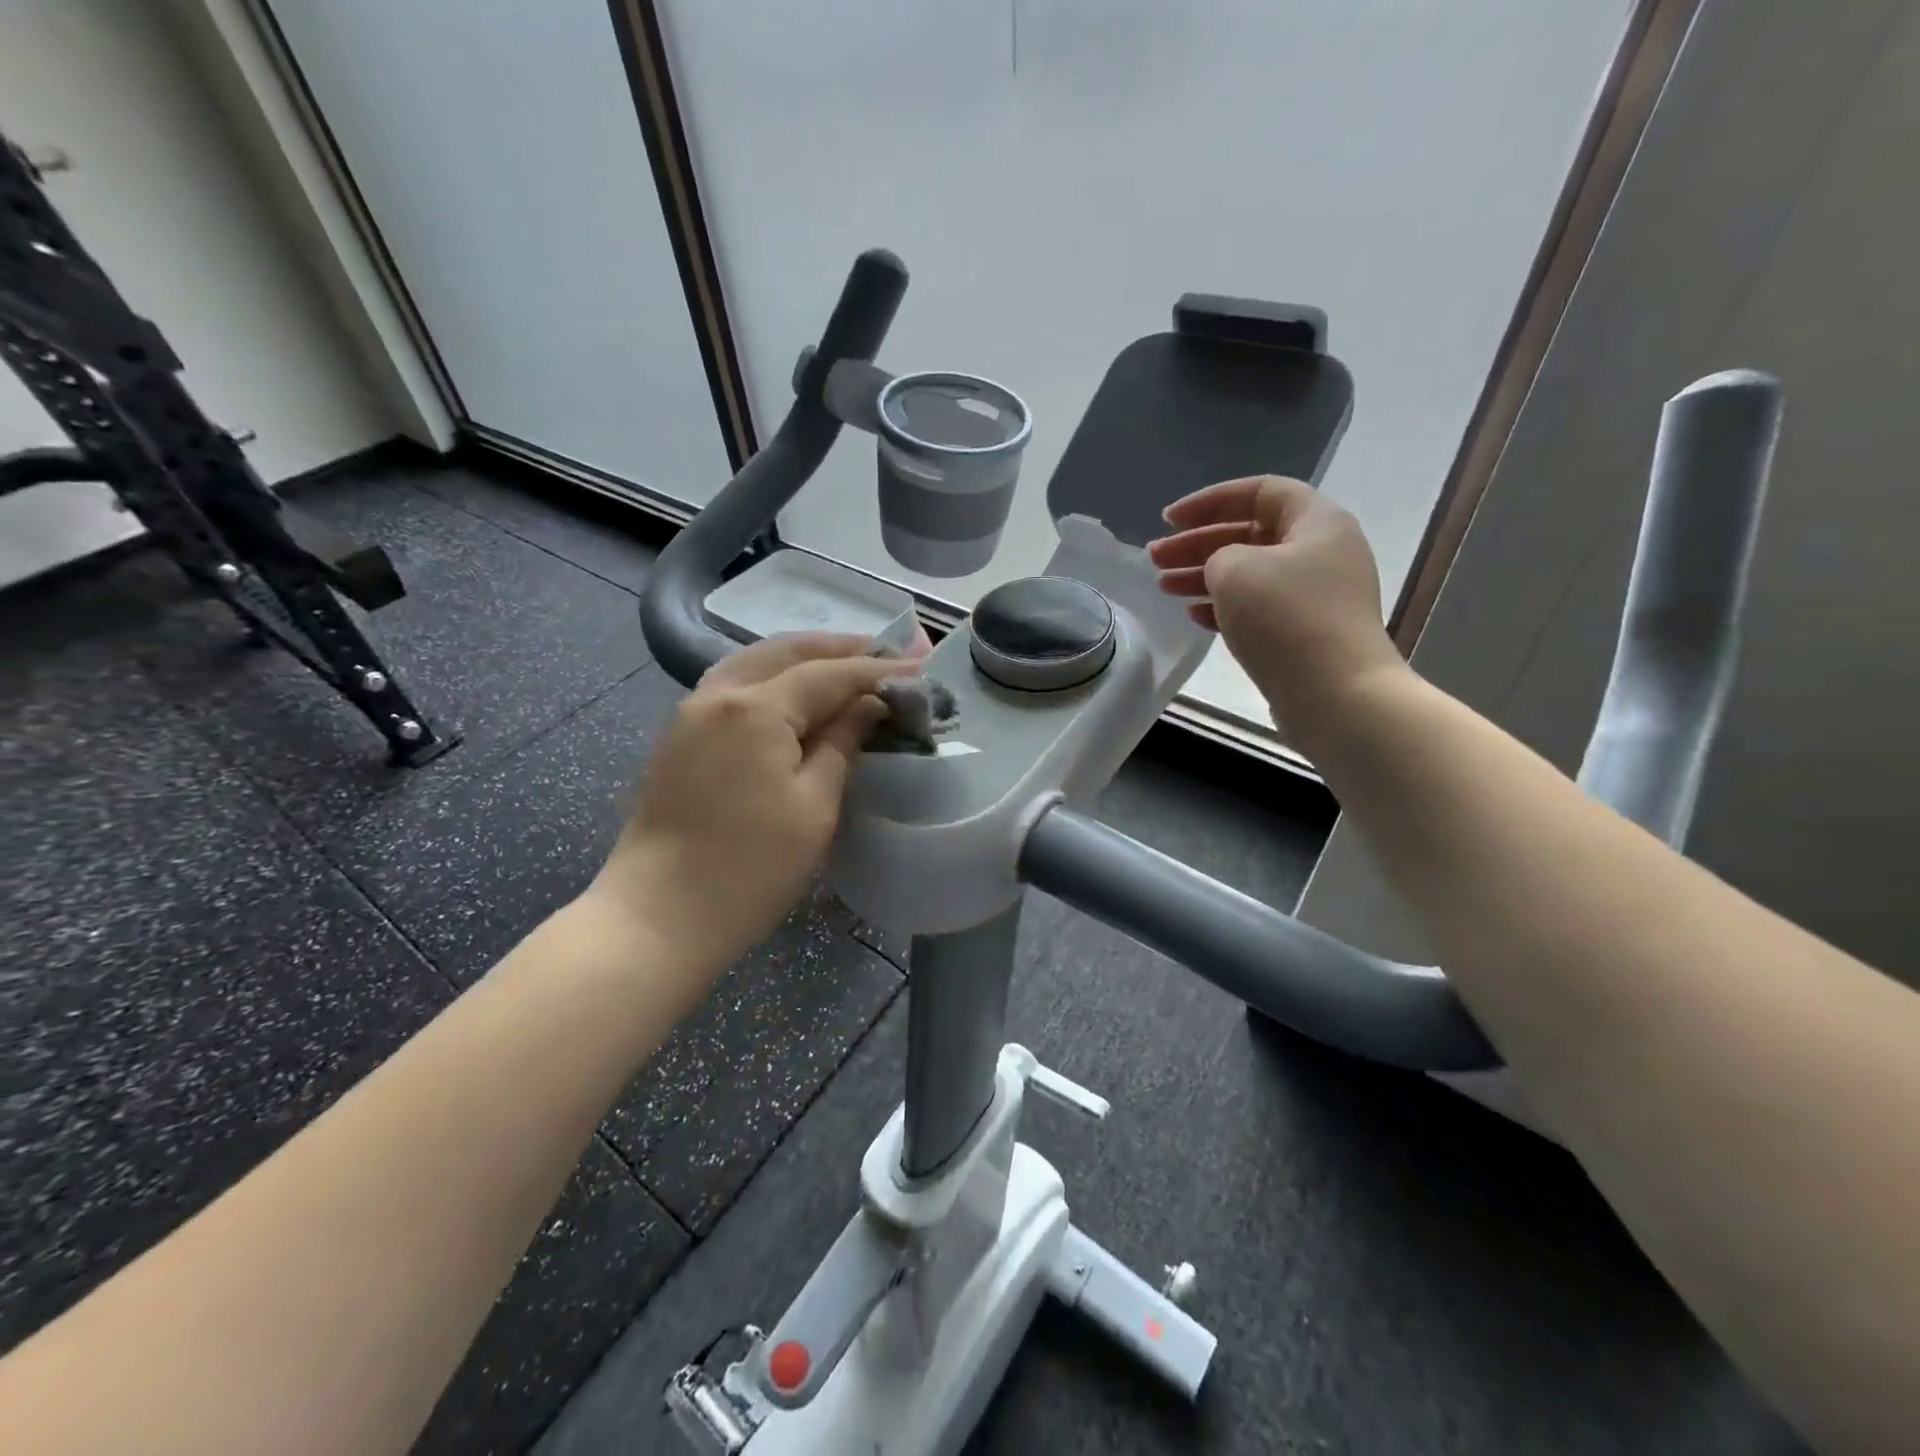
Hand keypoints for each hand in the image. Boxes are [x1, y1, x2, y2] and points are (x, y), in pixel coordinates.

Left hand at [588, 634, 908, 978]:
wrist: (658, 917)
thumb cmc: (750, 868)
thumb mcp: (814, 806)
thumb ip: (842, 743)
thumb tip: (868, 706)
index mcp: (755, 708)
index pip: (828, 674)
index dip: (877, 670)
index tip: (920, 667)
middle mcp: (718, 694)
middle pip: (785, 653)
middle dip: (837, 649)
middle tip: (883, 653)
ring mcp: (691, 713)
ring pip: (754, 663)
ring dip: (801, 658)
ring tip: (842, 663)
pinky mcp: (679, 738)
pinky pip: (732, 685)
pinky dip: (771, 677)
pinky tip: (791, 692)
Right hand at [1149, 475, 1405, 739]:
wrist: (1336, 694)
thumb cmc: (1286, 618)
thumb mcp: (1236, 569)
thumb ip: (1218, 555)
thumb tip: (1223, 571)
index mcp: (1316, 522)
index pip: (1259, 492)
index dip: (1209, 501)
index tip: (1168, 520)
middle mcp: (1321, 552)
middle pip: (1250, 535)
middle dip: (1197, 544)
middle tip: (1155, 559)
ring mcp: (1315, 596)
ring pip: (1250, 574)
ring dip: (1204, 576)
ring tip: (1164, 587)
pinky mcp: (1305, 633)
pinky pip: (1258, 608)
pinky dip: (1224, 607)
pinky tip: (1194, 617)